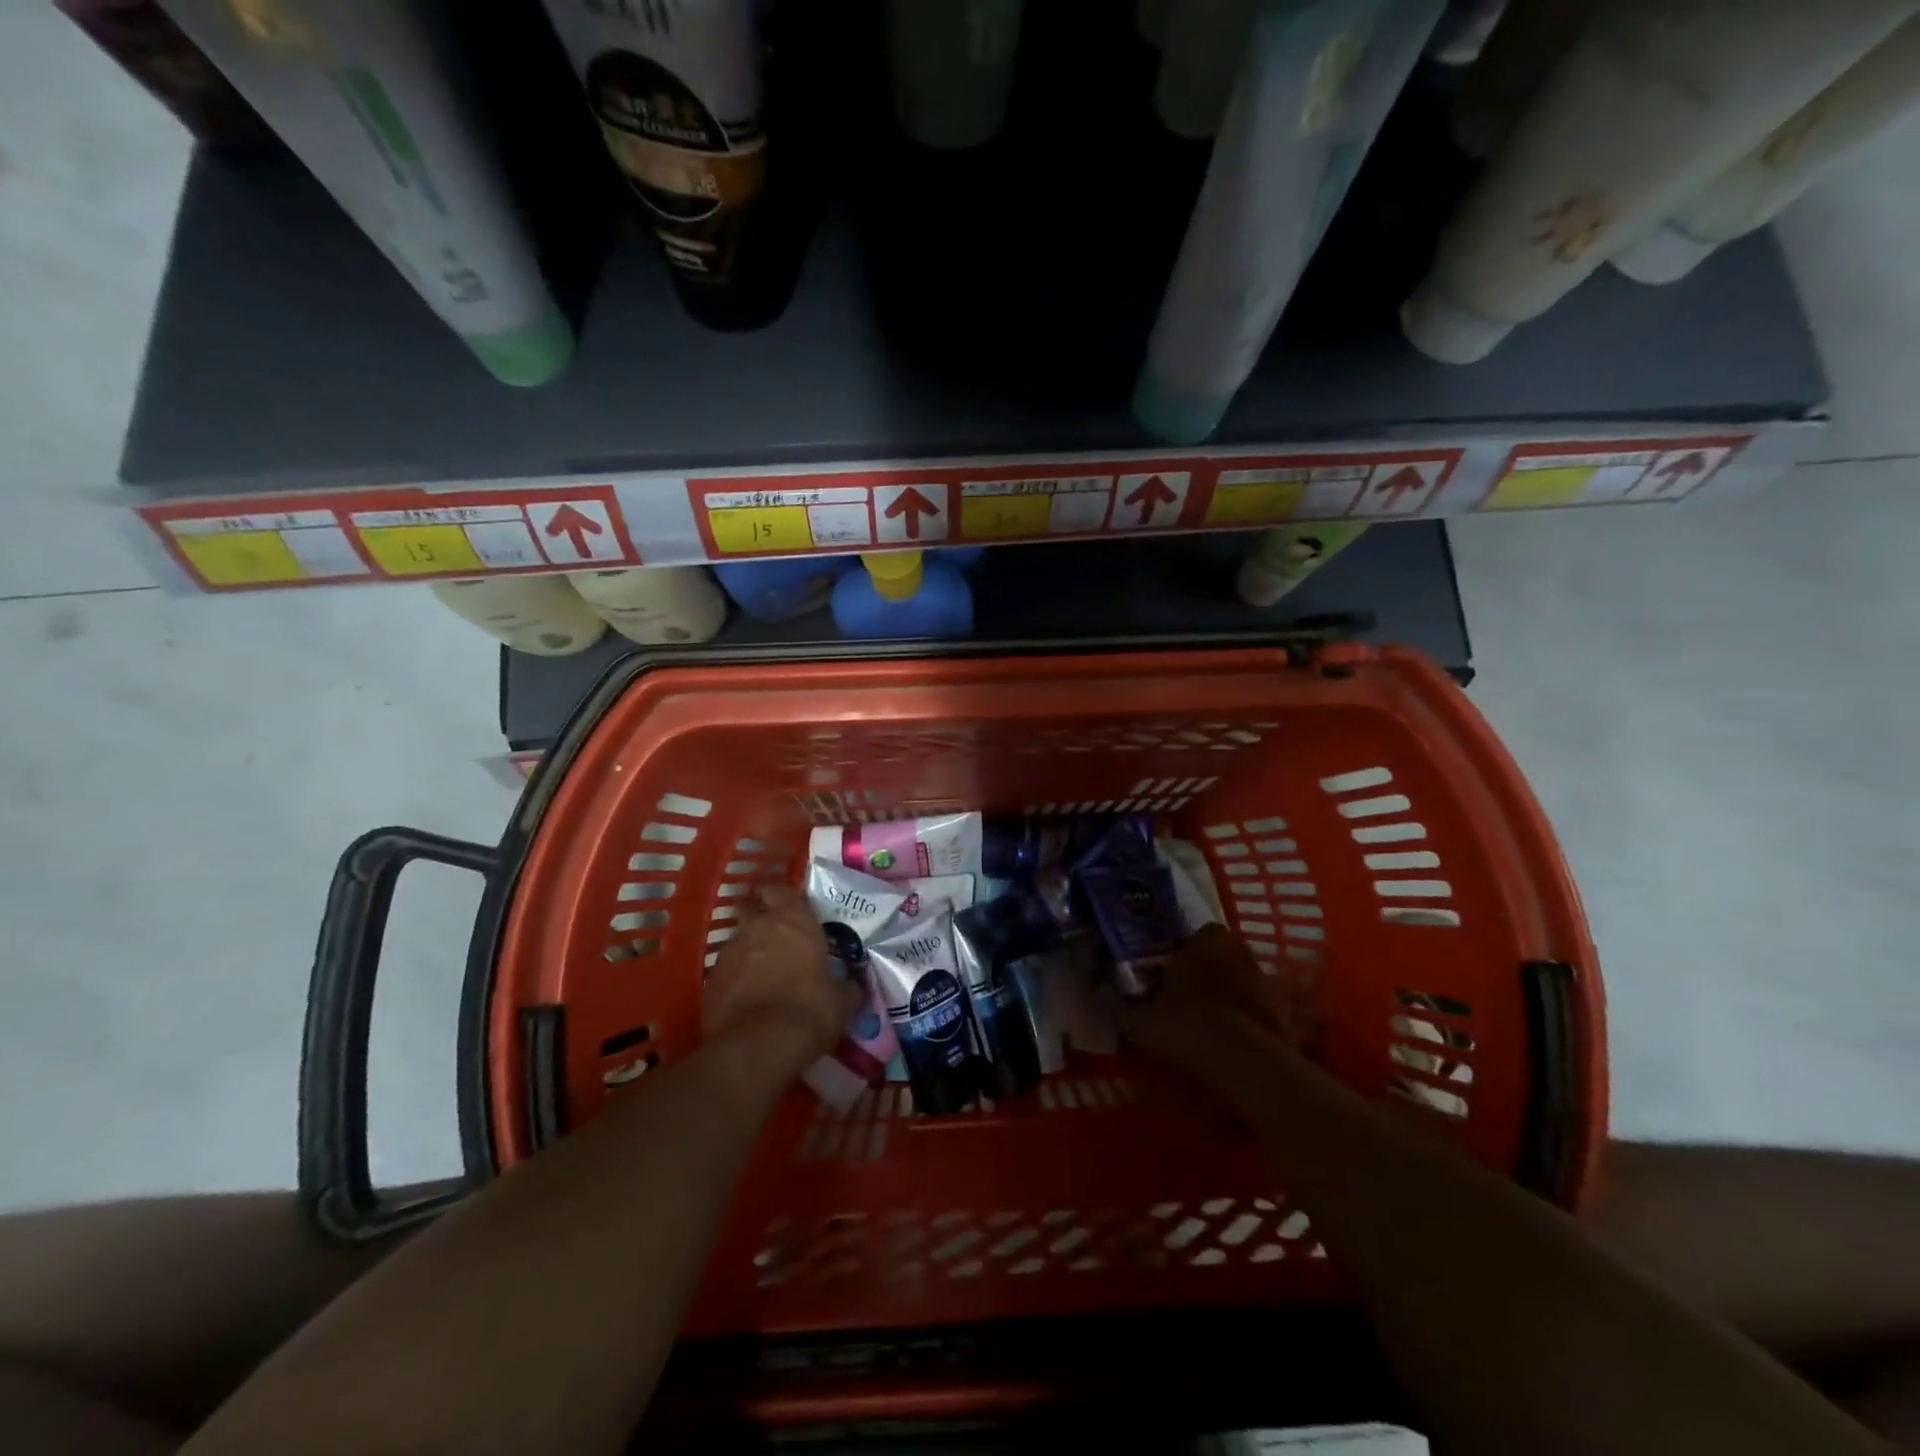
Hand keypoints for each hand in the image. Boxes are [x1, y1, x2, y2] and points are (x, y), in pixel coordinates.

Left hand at [704, 884, 862, 1073]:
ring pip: (737, 943)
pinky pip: (725, 973)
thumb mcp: (842, 1000)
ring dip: (747, 954)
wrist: (759, 1047)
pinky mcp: (709, 982)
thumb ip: (846, 985)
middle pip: (751, 910)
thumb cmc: (810, 1010)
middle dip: (759, 921)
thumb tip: (852, 984)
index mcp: (794, 921)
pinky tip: (745, 1002)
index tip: (787, 908)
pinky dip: (734, 982)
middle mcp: (758, 927)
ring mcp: (729, 953)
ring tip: (761, 977)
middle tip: (775, 941)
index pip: (780, 890)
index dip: (781, 897)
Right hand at [1118, 924, 1318, 1084]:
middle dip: (1208, 972)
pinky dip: (1255, 1021)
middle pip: (1221, 955)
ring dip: (1233, 995)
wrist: (1241, 1061)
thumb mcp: (1139, 1019)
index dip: (1181, 954)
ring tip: (1214, 1023)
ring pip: (1244, 981)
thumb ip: (1117, 1005)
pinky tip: (1239, 1041)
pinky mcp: (1287, 1011)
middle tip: (1189, 998)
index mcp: (1206, 940)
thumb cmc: (1186, 1024)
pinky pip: (1266, 1010)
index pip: (1195, 935)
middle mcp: (1239, 950)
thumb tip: (1095, 993)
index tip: (1169, 974)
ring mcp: (1266, 979)